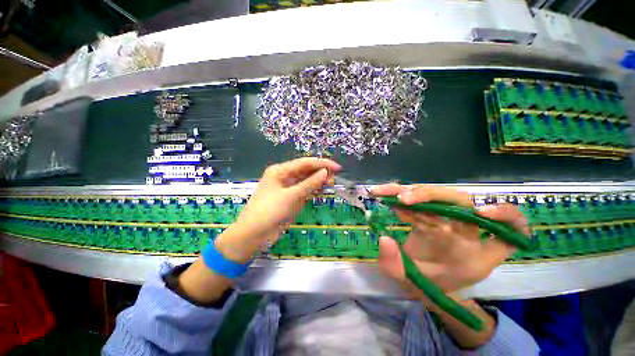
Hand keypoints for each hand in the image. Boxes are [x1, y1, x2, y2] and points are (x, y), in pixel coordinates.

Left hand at [216, 157, 340, 262]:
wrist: (253, 235)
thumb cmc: (270, 212)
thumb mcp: (292, 196)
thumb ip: (310, 183)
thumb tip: (326, 172)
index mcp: (280, 170)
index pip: (305, 162)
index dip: (322, 163)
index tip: (338, 167)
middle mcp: (284, 176)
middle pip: (305, 170)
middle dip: (320, 172)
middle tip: (335, 178)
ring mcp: (287, 187)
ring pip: (305, 180)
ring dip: (318, 181)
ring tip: (331, 184)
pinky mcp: (289, 197)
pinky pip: (304, 190)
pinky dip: (313, 189)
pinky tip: (322, 190)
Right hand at [371, 184, 529, 292]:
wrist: (420, 280)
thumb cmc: (426, 284)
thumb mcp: (413, 283)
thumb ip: (397, 267)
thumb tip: (384, 239)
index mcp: (476, 255)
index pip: (511, 233)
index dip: (506, 217)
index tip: (480, 214)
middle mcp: (465, 232)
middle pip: (461, 202)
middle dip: (432, 196)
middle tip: (404, 199)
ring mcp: (445, 220)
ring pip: (435, 196)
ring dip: (410, 192)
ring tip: (384, 193)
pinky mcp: (428, 214)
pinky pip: (418, 200)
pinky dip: (399, 195)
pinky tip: (383, 195)